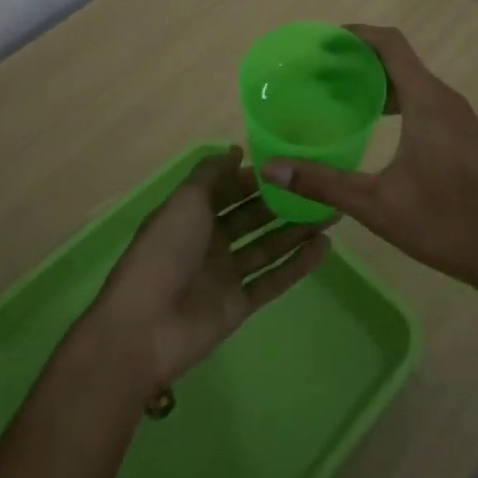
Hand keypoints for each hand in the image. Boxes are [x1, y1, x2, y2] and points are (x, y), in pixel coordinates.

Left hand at [86, 146, 330, 392]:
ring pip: (268, 246)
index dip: (259, 177)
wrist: (144, 327)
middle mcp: (211, 240)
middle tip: (323, 187)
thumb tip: (237, 150)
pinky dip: (297, 265)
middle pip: (253, 216)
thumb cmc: (164, 251)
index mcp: (193, 213)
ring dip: (297, 230)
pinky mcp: (239, 305)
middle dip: (285, 202)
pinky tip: (325, 247)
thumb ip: (211, 174)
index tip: (293, 164)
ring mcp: (226, 274)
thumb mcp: (185, 201)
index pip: (231, 189)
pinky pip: (273, 280)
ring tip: (333, 212)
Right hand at [262, 25, 477, 297]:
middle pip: (399, 60)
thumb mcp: (376, 205)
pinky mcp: (464, 136)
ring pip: (413, 82)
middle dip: (359, 61)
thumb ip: (322, 183)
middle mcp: (445, 98)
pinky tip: (375, 127)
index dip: (357, 36)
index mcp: (427, 101)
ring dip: (378, 82)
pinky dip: (396, 100)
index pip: (390, 44)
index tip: (323, 44)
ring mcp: (459, 117)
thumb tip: (271, 167)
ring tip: (340, 98)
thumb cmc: (445, 224)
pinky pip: (424, 101)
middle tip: (320, 75)